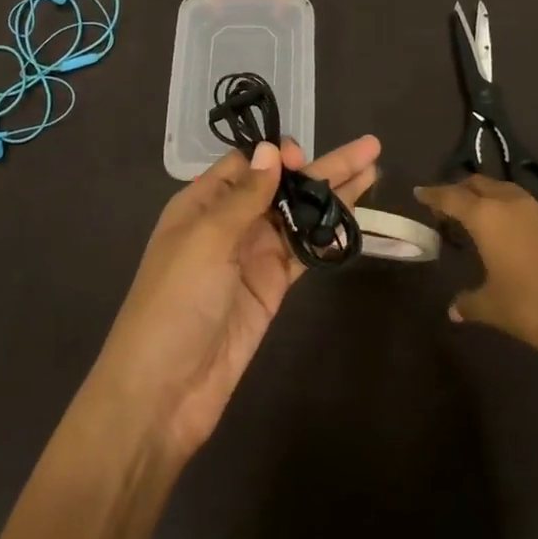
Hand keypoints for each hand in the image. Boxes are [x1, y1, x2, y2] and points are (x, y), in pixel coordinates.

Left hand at [90, 135, 380, 463]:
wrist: (164, 389)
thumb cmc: (176, 301)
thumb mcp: (205, 239)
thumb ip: (244, 196)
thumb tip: (271, 151)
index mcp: (202, 204)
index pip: (247, 166)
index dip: (277, 156)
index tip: (302, 157)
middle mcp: (229, 224)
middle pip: (282, 186)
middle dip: (322, 168)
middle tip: (369, 149)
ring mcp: (253, 257)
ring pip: (299, 216)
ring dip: (333, 196)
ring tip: (373, 172)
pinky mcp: (271, 289)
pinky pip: (304, 252)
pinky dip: (328, 234)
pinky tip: (355, 217)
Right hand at [414, 176, 537, 373]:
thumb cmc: (529, 308)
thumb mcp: (490, 307)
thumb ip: (467, 302)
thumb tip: (454, 310)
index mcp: (486, 217)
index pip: (451, 197)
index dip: (433, 194)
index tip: (420, 192)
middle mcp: (513, 204)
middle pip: (480, 184)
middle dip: (463, 189)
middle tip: (451, 204)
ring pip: (509, 192)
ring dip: (492, 198)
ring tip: (485, 216)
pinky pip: (535, 210)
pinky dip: (520, 215)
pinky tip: (522, 237)